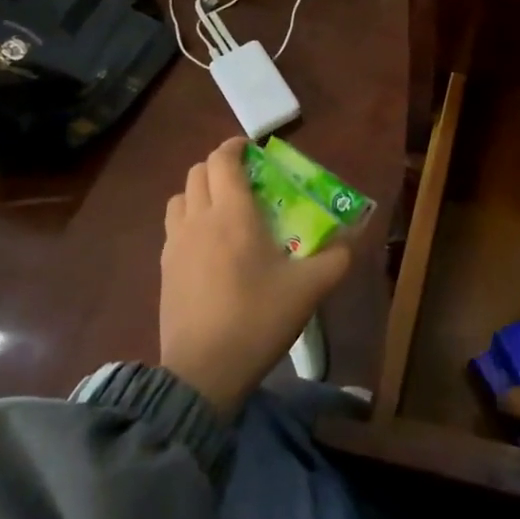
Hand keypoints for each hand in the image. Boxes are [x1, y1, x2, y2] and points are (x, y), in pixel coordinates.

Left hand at [158, 137, 352, 415]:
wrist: (204, 371)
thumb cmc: (258, 319)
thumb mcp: (309, 289)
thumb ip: (337, 257)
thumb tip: (355, 235)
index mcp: (232, 214)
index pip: (223, 160)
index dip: (235, 146)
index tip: (253, 149)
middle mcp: (198, 219)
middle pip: (198, 172)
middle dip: (220, 166)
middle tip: (246, 180)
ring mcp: (175, 244)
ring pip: (180, 197)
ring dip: (200, 190)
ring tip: (223, 209)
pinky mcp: (164, 268)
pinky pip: (173, 225)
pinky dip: (189, 218)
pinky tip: (208, 244)